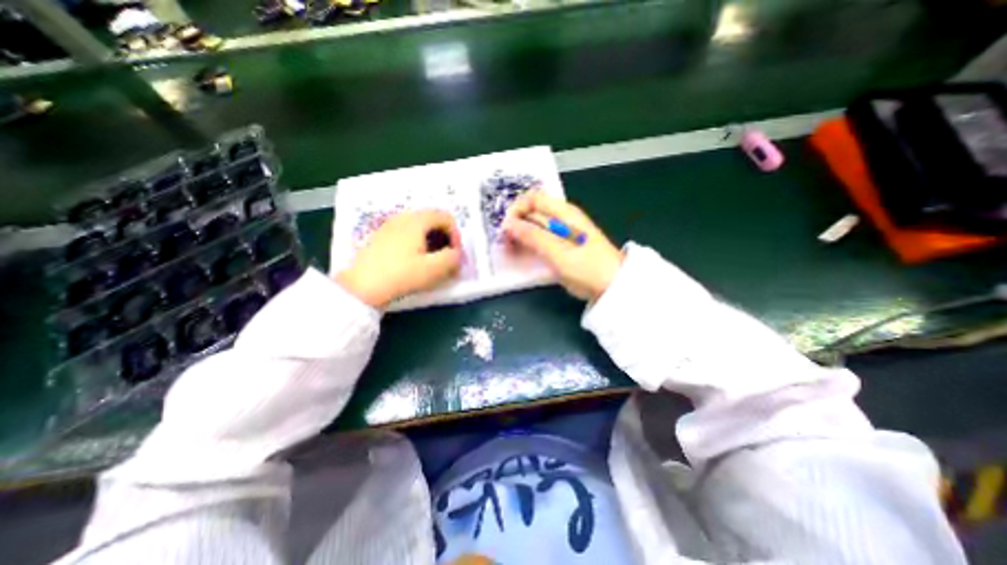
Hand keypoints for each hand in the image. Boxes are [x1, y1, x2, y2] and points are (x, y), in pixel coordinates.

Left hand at [339, 210, 463, 309]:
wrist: (361, 287)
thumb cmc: (401, 275)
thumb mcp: (434, 269)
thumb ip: (453, 258)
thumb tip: (456, 254)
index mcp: (417, 221)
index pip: (446, 218)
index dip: (456, 236)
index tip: (455, 255)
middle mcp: (403, 218)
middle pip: (433, 222)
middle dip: (445, 240)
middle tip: (446, 260)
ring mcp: (389, 227)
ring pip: (420, 229)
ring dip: (432, 243)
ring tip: (432, 263)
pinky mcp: (381, 238)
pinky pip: (407, 235)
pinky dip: (418, 245)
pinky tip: (414, 263)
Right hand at [503, 191, 622, 302]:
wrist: (612, 287)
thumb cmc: (587, 268)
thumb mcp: (558, 252)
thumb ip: (533, 236)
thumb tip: (508, 224)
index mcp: (564, 213)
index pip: (532, 198)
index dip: (516, 209)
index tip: (506, 228)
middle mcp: (562, 218)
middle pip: (532, 212)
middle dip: (516, 224)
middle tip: (506, 244)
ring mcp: (563, 233)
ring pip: (534, 227)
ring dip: (520, 236)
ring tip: (512, 252)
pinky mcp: (562, 246)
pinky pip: (540, 240)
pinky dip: (529, 245)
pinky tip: (523, 256)